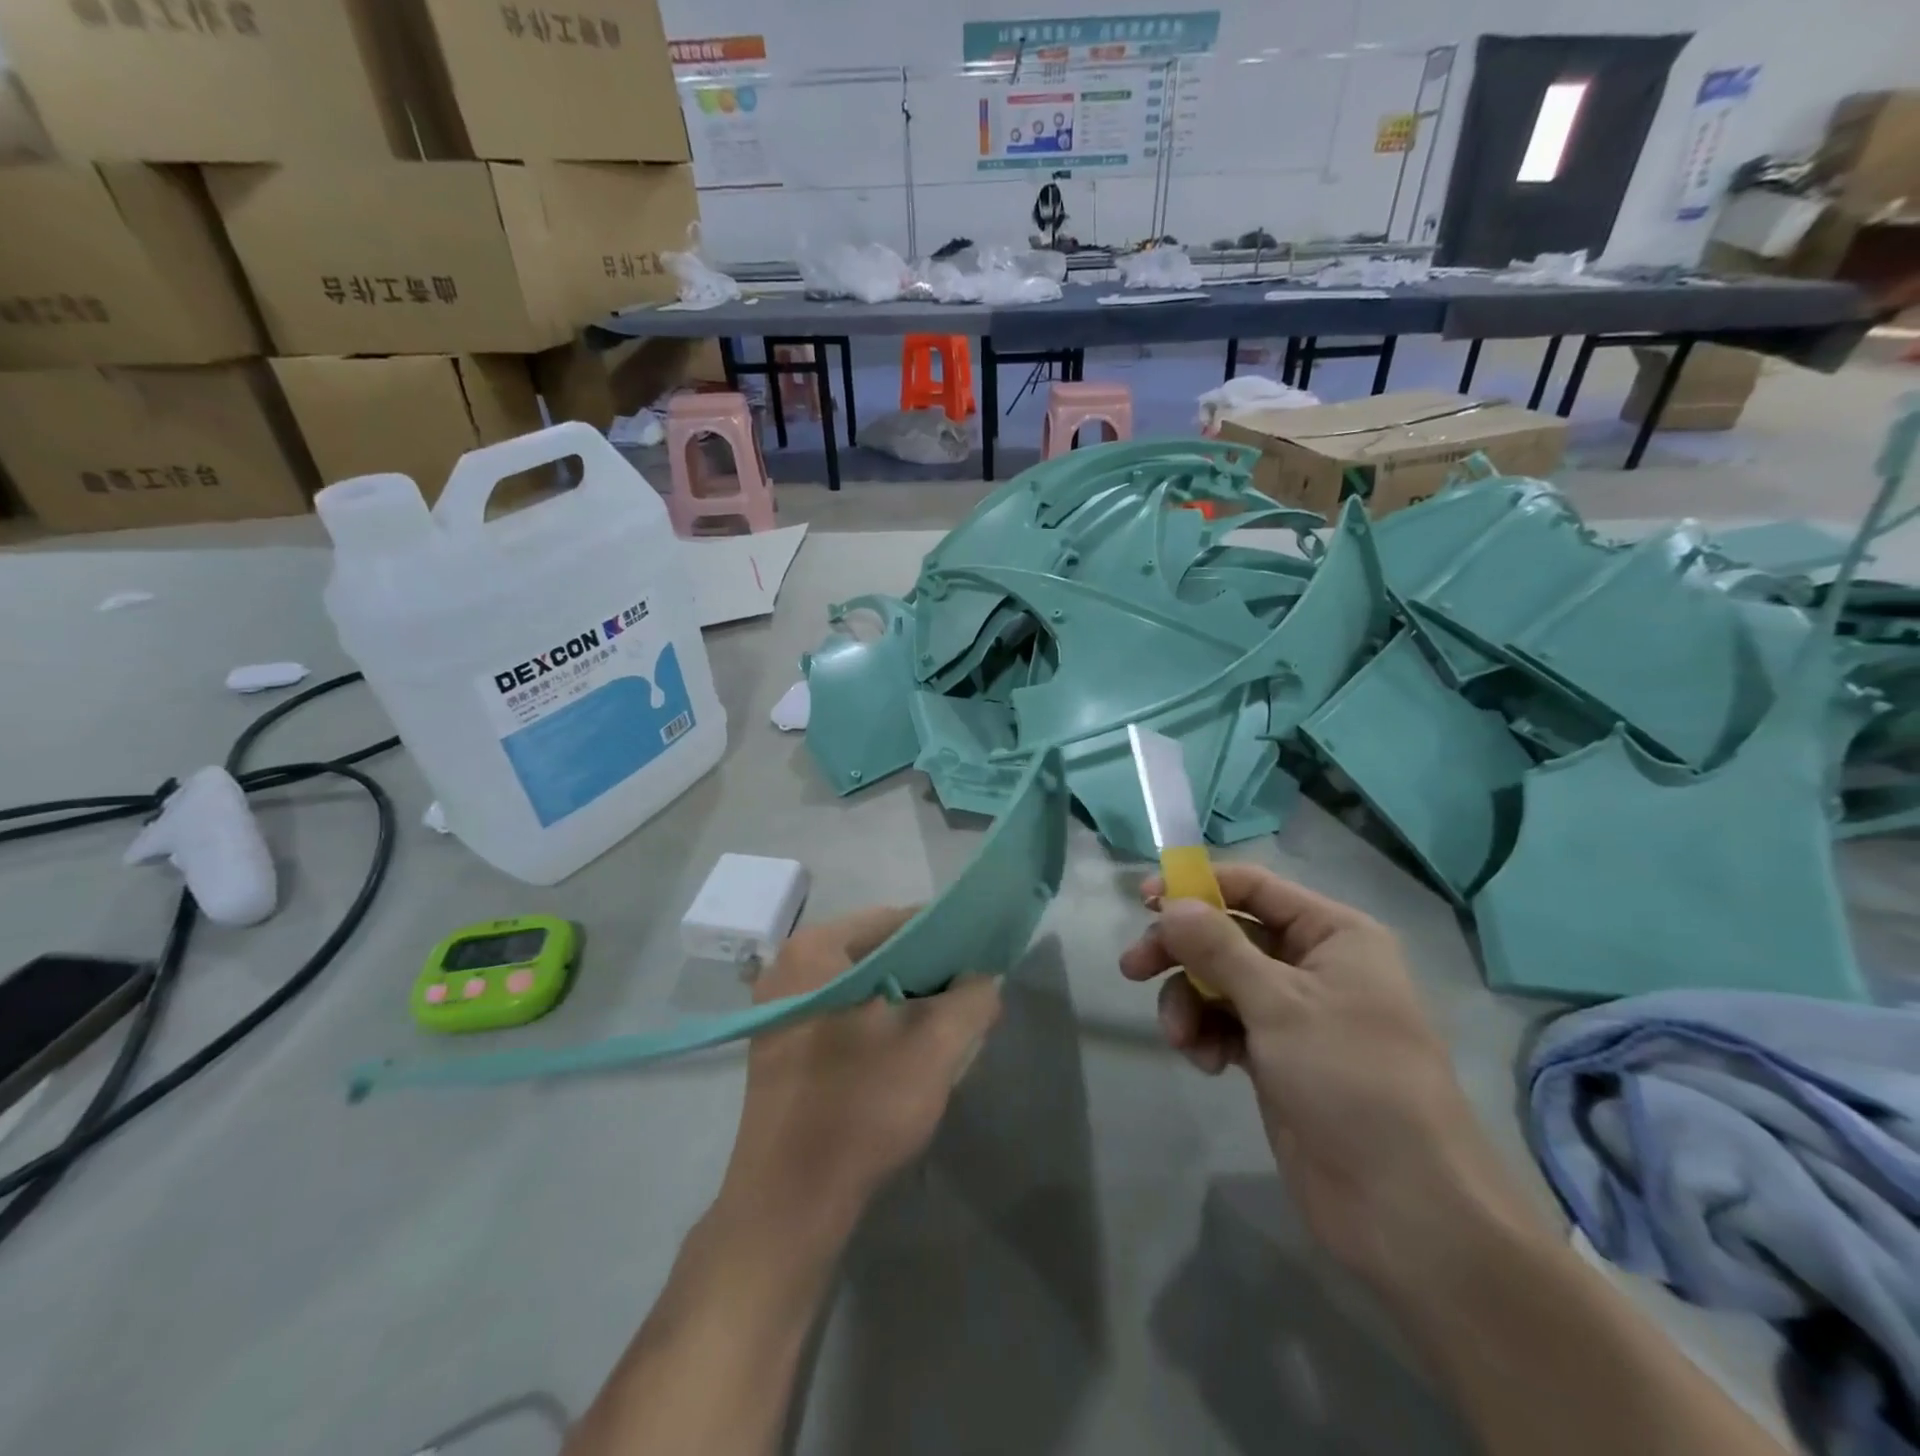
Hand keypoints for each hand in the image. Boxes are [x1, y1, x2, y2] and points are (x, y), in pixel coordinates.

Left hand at [719, 907, 1002, 1241]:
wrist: (788, 1203)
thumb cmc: (860, 1108)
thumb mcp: (934, 1048)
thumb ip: (972, 1000)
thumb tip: (986, 979)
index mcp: (816, 949)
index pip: (896, 920)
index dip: (946, 935)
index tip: (981, 957)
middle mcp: (789, 965)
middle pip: (876, 951)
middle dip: (926, 971)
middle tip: (968, 993)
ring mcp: (778, 1005)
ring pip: (860, 984)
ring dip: (904, 998)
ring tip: (944, 1020)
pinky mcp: (779, 1042)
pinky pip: (841, 1010)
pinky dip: (876, 1019)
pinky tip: (903, 1047)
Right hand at [1121, 866, 1534, 1297]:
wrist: (1405, 1208)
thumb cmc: (1351, 1080)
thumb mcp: (1279, 1004)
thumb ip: (1217, 947)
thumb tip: (1170, 902)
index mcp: (1333, 934)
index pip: (1254, 887)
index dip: (1198, 886)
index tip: (1144, 898)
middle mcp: (1314, 964)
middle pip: (1228, 934)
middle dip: (1181, 952)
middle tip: (1133, 968)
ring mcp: (1295, 1013)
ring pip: (1220, 981)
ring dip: (1190, 1001)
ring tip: (1180, 1038)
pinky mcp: (1278, 1056)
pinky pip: (1226, 1023)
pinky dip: (1207, 1034)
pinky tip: (1204, 1062)